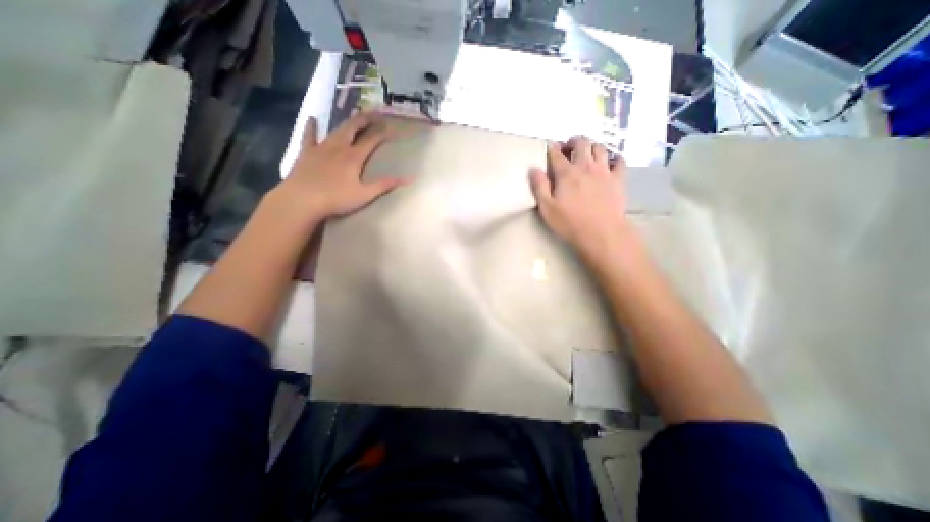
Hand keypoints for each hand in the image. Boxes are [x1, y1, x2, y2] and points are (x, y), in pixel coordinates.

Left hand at [274, 112, 408, 220]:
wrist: (302, 200)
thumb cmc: (336, 199)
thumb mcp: (365, 195)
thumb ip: (385, 185)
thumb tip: (409, 178)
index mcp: (354, 156)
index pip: (371, 140)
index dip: (382, 133)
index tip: (392, 128)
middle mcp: (339, 146)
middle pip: (353, 127)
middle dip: (365, 119)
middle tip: (375, 114)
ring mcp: (321, 147)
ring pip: (336, 129)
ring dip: (347, 122)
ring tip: (355, 116)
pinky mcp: (307, 152)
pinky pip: (309, 135)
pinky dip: (312, 127)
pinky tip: (313, 119)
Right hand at [529, 137, 632, 257]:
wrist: (601, 233)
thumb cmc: (570, 223)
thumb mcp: (547, 208)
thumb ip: (539, 187)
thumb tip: (533, 169)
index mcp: (566, 174)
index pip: (557, 154)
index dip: (552, 148)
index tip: (550, 147)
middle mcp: (585, 167)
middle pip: (582, 143)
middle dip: (574, 141)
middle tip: (569, 146)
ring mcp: (604, 171)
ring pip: (600, 147)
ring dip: (593, 146)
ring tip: (588, 152)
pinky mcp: (618, 179)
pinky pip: (619, 161)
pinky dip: (614, 158)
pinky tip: (610, 162)